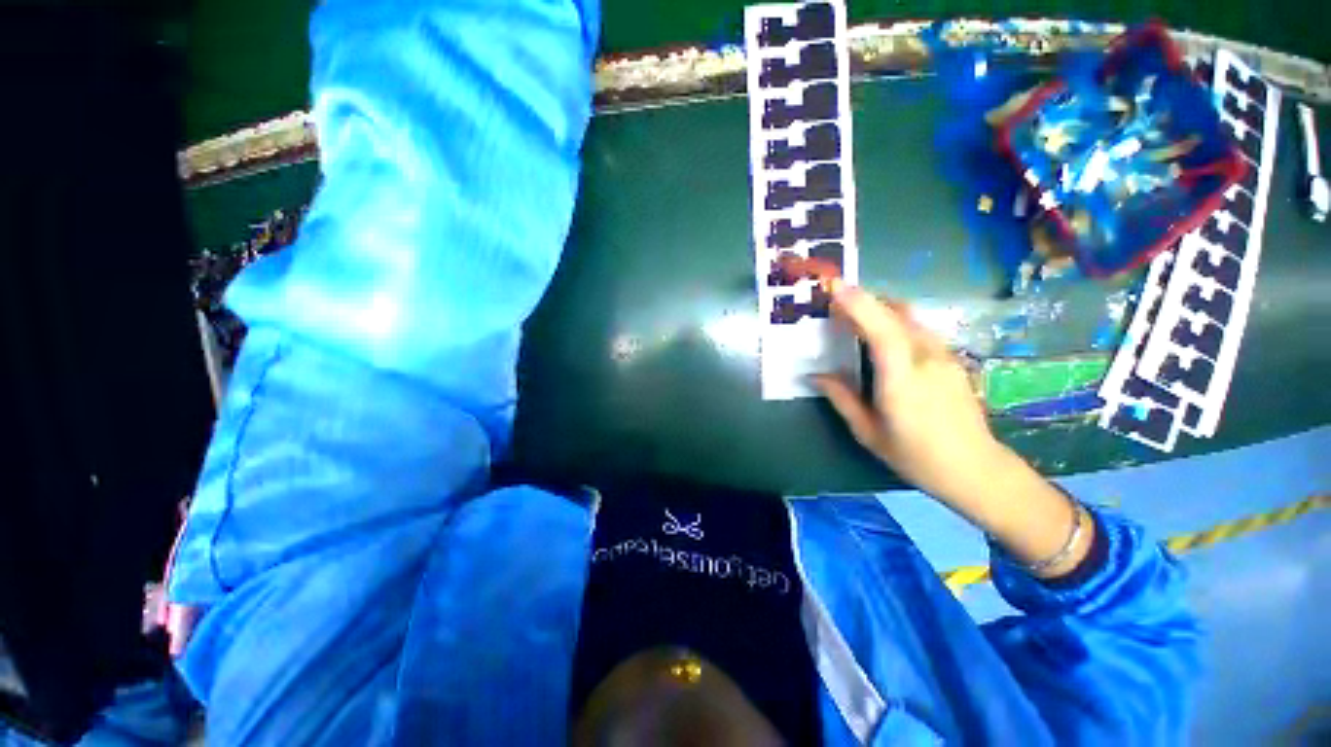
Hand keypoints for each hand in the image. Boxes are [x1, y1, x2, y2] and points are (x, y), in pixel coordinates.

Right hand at [813, 281, 1000, 502]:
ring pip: (910, 316)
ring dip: (880, 307)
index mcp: (902, 380)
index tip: (834, 287)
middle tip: (835, 299)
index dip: (858, 305)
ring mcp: (944, 356)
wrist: (975, 469)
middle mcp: (926, 359)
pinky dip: (895, 320)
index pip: (881, 330)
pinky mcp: (951, 358)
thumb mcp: (868, 432)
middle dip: (864, 300)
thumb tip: (815, 375)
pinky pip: (919, 327)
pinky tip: (883, 333)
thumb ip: (841, 398)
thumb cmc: (915, 456)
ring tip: (855, 313)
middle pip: (896, 314)